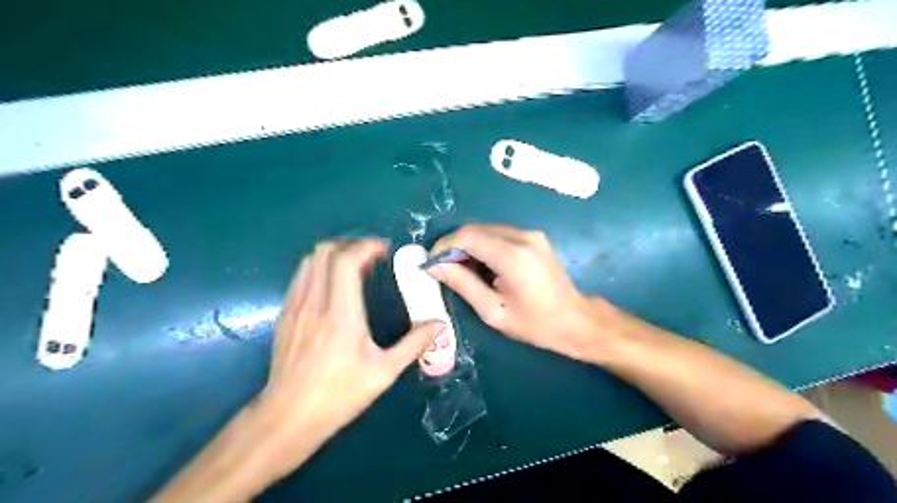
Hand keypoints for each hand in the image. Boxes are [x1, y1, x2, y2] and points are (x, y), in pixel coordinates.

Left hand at [253, 241, 446, 483]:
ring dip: (335, 254)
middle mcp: (314, 302)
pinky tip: (334, 285)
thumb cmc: (339, 395)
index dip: (367, 246)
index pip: (346, 260)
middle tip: (372, 257)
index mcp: (341, 314)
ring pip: (310, 260)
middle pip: (326, 251)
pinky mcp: (285, 314)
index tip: (384, 251)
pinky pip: (301, 276)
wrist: (288, 417)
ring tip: (355, 267)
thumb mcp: (383, 372)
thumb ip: (414, 344)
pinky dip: (320, 268)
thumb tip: (439, 325)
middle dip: (351, 244)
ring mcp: (295, 306)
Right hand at [430, 225, 613, 360]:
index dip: (444, 246)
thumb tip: (434, 266)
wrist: (576, 320)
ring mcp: (531, 234)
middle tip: (443, 269)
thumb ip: (462, 284)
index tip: (432, 263)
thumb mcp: (493, 311)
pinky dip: (484, 246)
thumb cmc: (535, 324)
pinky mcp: (534, 237)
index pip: (467, 236)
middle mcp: (523, 237)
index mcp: (513, 256)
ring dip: (468, 246)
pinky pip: (499, 234)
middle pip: (476, 229)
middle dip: (454, 246)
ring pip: (486, 230)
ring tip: (461, 270)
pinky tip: (482, 266)